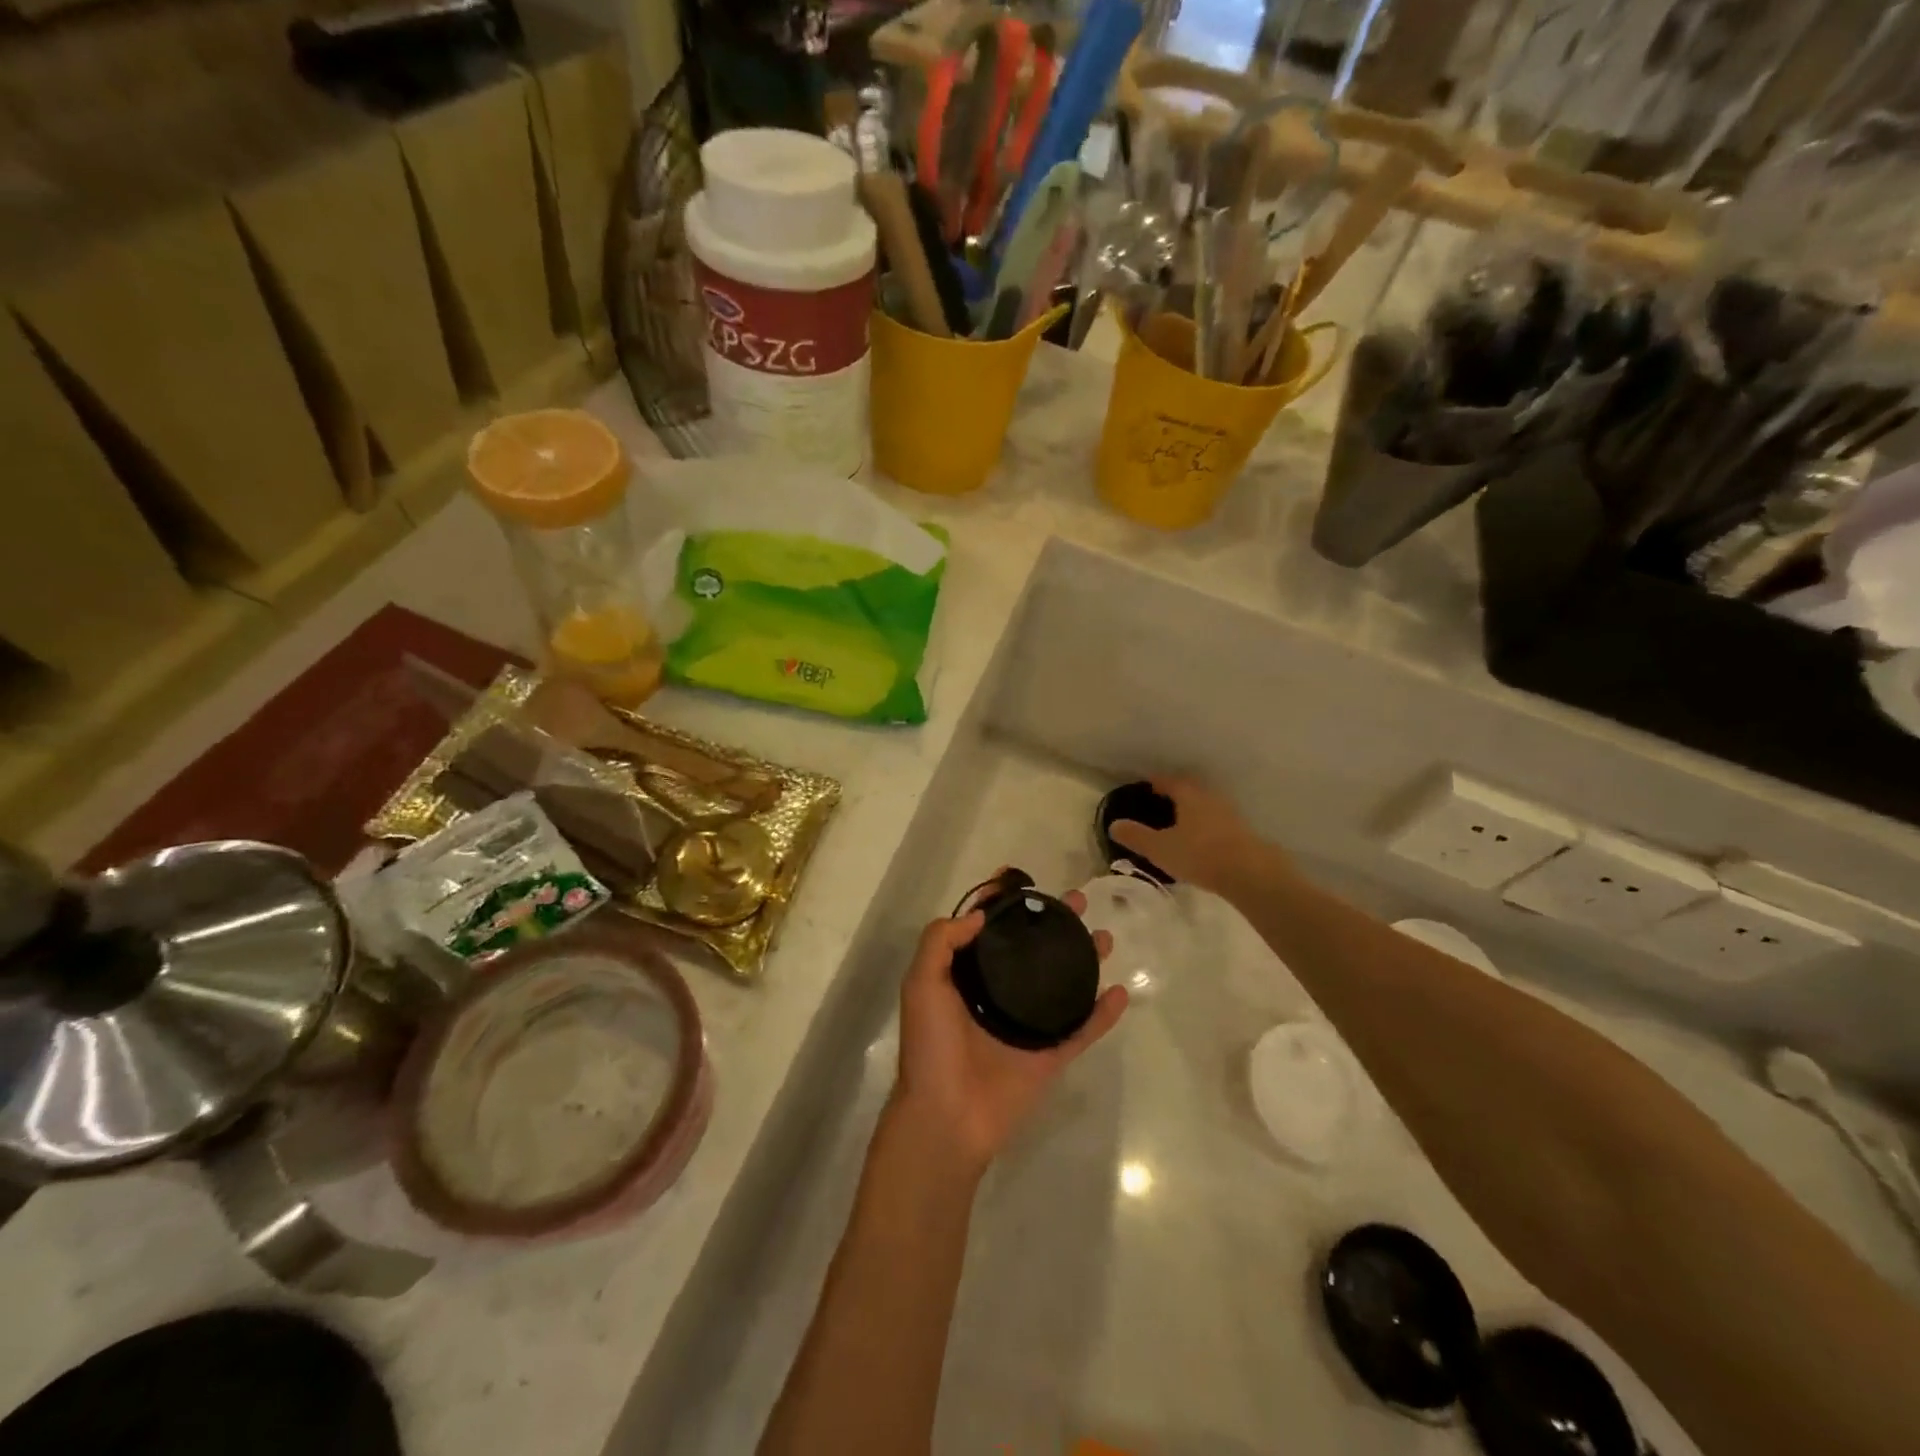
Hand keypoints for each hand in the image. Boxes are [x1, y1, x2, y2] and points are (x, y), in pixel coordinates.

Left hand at [892, 888, 1126, 1180]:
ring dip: (1084, 960)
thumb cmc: (931, 1046)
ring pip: (1062, 985)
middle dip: (1054, 924)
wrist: (947, 1116)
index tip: (1023, 880)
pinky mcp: (1050, 1056)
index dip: (1004, 905)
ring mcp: (1027, 1026)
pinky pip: (1081, 1030)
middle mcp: (999, 996)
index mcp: (967, 979)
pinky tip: (1120, 992)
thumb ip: (941, 941)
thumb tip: (979, 915)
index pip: (989, 932)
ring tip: (1104, 937)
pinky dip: (1102, 1014)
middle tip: (1077, 901)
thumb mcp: (922, 983)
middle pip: (1032, 951)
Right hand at [1108, 775, 1269, 895]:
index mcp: (1189, 795)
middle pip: (1190, 789)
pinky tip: (1201, 840)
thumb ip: (1136, 836)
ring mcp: (1230, 814)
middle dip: (1176, 793)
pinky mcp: (1243, 832)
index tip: (1146, 784)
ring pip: (1206, 805)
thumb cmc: (1200, 855)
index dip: (1156, 781)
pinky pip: (1218, 821)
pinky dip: (1206, 825)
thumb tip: (1114, 824)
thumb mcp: (1160, 848)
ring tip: (1180, 822)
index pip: (1169, 780)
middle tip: (1161, 802)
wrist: (1251, 874)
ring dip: (1193, 809)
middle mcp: (1210, 797)